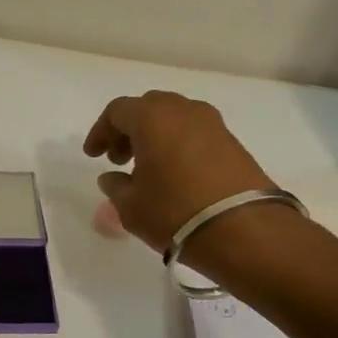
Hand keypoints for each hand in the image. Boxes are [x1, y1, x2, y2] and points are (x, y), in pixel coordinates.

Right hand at [82, 91, 277, 252]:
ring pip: (174, 117)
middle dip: (129, 129)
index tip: (93, 156)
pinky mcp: (233, 142)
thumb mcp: (131, 207)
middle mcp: (183, 111)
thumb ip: (116, 187)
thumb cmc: (175, 213)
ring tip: (147, 168)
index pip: (117, 111)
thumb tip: (112, 177)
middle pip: (148, 108)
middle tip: (119, 158)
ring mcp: (213, 124)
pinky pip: (195, 132)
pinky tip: (175, 174)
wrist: (244, 230)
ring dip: (155, 136)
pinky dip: (178, 144)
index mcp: (152, 117)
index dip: (101, 132)